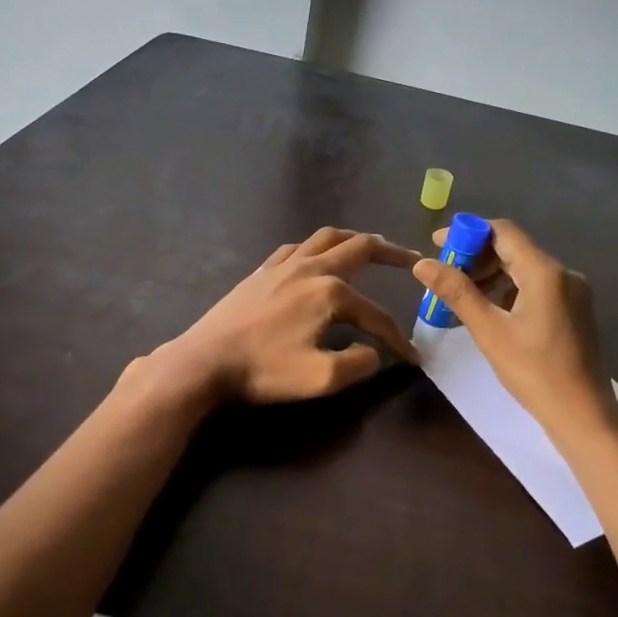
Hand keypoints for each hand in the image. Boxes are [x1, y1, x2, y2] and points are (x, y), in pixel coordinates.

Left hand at [144, 227, 420, 405]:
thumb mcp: (321, 378)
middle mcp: (310, 268)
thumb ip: (359, 364)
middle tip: (411, 259)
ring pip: (327, 238)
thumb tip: (374, 353)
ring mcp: (282, 265)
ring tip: (370, 246)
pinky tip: (316, 258)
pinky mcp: (261, 272)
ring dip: (354, 239)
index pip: (375, 314)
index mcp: (330, 292)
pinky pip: (297, 247)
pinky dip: (318, 247)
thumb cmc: (263, 370)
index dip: (397, 338)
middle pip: (359, 248)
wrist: (204, 362)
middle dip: (391, 253)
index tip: (413, 358)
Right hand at [412, 219, 617, 450]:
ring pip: (524, 269)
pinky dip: (508, 291)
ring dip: (490, 275)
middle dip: (476, 257)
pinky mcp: (574, 310)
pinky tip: (488, 311)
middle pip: (513, 249)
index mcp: (545, 272)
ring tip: (460, 297)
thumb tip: (422, 264)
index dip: (468, 232)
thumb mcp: (489, 332)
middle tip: (443, 276)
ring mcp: (572, 292)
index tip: (437, 244)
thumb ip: (457, 293)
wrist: (583, 414)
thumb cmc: (534, 372)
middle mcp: (563, 273)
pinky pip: (536, 287)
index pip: (503, 232)